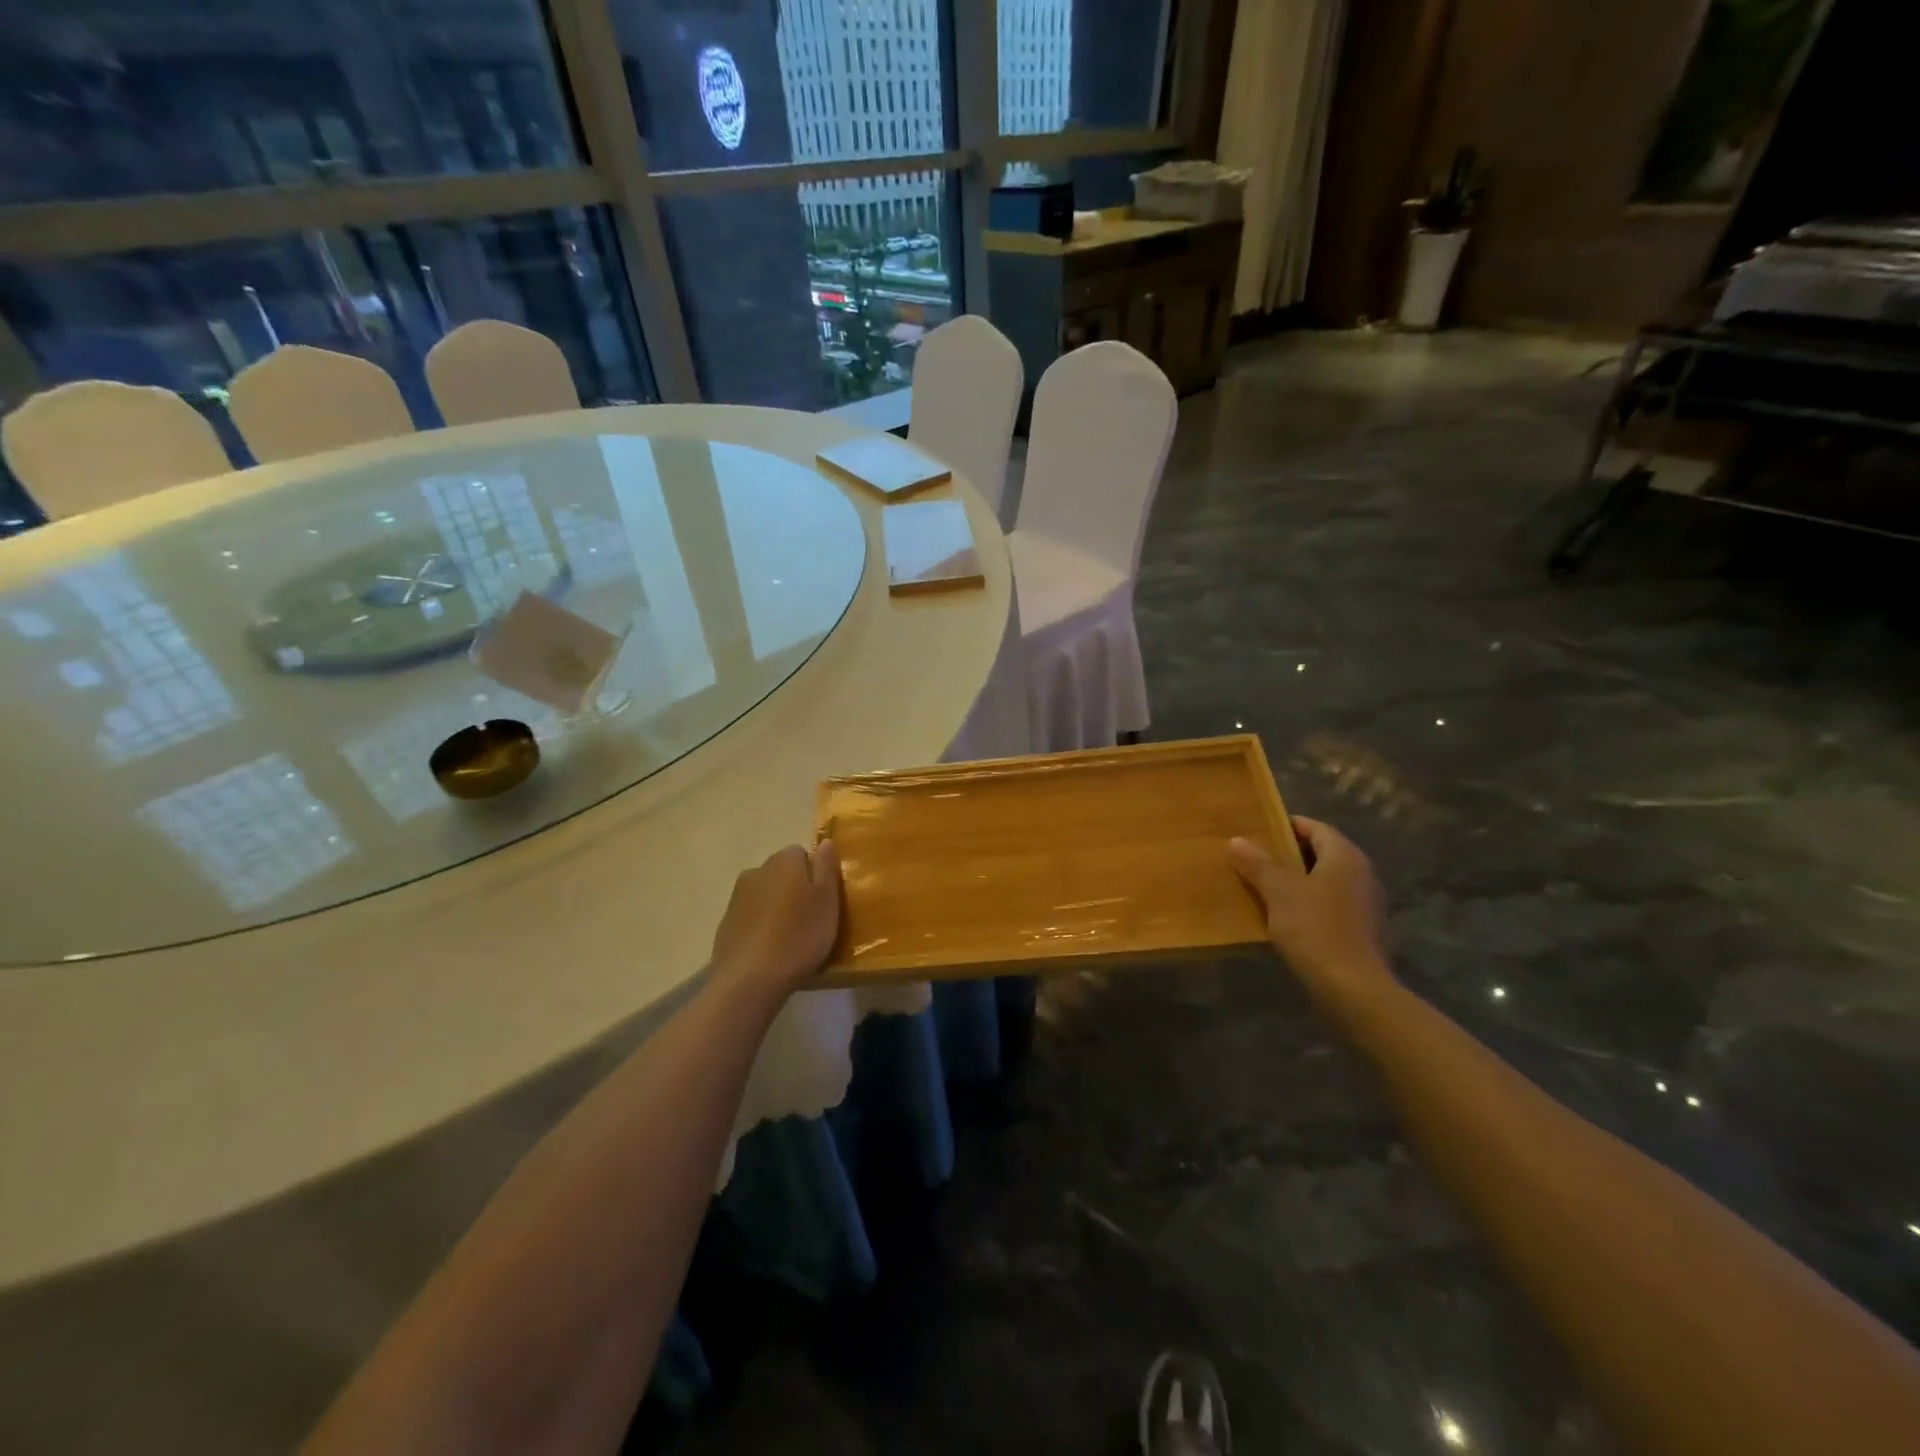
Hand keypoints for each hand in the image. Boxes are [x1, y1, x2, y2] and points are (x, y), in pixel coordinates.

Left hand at [708, 841, 842, 999]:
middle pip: (782, 873)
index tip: (823, 900)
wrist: (750, 979)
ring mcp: (737, 897)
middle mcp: (757, 870)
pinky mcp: (726, 923)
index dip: (815, 875)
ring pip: (765, 894)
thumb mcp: (827, 900)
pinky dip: (760, 926)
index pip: (802, 854)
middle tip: (810, 919)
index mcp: (784, 861)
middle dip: (794, 889)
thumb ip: (826, 867)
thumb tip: (825, 841)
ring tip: (789, 937)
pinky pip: (750, 916)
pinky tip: (769, 949)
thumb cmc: (799, 936)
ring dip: (776, 907)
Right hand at [1230, 818, 1394, 1012]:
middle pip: (1318, 852)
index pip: (1313, 827)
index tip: (1254, 831)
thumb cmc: (1315, 930)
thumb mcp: (1279, 892)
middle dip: (1285, 854)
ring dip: (1293, 880)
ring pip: (1322, 880)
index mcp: (1344, 856)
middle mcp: (1360, 873)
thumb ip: (1258, 863)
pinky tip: (1281, 916)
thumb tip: (1237, 840)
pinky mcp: (1360, 929)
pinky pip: (1327, 903)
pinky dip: (1305, 903)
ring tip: (1259, 886)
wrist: (1352, 990)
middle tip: (1250, 858)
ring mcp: (1363, 903)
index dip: (1284, 826)